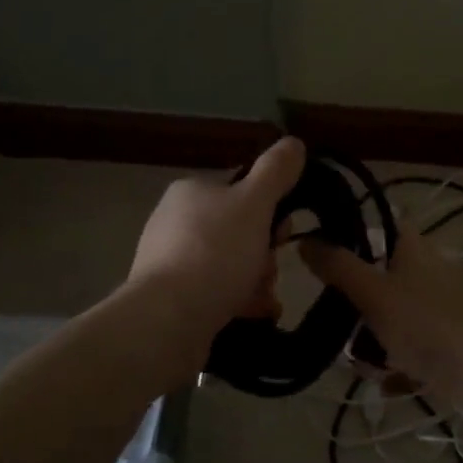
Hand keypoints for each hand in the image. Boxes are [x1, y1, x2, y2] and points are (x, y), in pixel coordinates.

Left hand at [128, 136, 307, 340]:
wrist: (168, 319)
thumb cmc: (214, 252)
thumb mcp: (254, 204)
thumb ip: (276, 172)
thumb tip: (293, 143)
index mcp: (192, 192)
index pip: (242, 191)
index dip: (270, 210)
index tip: (282, 233)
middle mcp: (176, 222)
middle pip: (240, 232)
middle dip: (264, 254)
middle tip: (269, 271)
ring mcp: (171, 262)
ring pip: (231, 265)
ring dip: (256, 281)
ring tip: (263, 300)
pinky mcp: (173, 299)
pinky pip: (217, 293)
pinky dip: (238, 302)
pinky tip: (253, 314)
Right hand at [299, 227, 462, 406]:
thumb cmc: (424, 323)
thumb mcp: (372, 292)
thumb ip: (337, 266)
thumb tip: (305, 240)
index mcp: (415, 249)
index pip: (382, 226)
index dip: (352, 234)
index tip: (324, 255)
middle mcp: (431, 272)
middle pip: (382, 277)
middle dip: (356, 304)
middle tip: (336, 322)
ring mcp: (442, 309)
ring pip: (394, 316)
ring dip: (373, 339)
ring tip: (360, 363)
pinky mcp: (449, 342)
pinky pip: (411, 347)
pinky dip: (396, 363)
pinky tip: (385, 381)